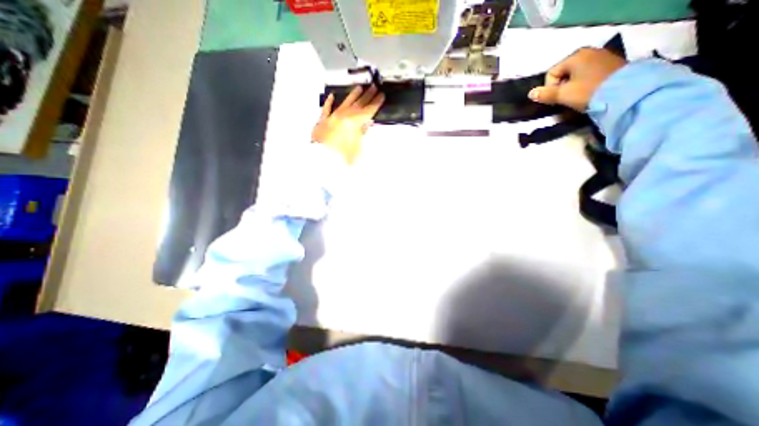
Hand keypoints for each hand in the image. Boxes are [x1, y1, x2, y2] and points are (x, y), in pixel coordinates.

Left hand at [311, 83, 385, 162]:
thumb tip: (368, 124)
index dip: (376, 102)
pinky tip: (332, 96)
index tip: (381, 96)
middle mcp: (344, 116)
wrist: (323, 157)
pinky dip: (330, 102)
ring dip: (353, 95)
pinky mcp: (323, 120)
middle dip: (367, 96)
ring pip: (345, 103)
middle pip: (358, 104)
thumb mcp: (358, 146)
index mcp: (354, 122)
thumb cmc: (341, 154)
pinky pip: (327, 108)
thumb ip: (363, 132)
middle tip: (373, 88)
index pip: (368, 110)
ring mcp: (333, 117)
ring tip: (359, 88)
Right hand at [529, 46, 627, 110]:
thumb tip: (530, 93)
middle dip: (561, 88)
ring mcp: (603, 57)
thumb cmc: (588, 92)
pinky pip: (590, 75)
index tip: (557, 98)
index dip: (550, 88)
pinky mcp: (612, 65)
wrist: (626, 93)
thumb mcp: (563, 95)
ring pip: (576, 75)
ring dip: (572, 87)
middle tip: (566, 100)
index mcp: (576, 56)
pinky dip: (585, 85)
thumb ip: (545, 94)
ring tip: (578, 98)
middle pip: (564, 74)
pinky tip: (590, 93)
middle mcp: (589, 52)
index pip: (551, 74)